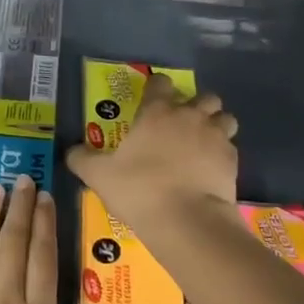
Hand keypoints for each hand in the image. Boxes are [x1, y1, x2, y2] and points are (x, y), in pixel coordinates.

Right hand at [65, 73, 239, 226]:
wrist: (186, 220)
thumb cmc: (139, 190)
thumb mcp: (99, 175)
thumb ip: (82, 159)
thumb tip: (70, 151)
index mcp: (157, 112)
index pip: (160, 83)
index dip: (157, 87)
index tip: (152, 98)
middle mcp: (189, 116)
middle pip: (204, 96)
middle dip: (196, 105)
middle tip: (183, 124)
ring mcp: (215, 136)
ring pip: (225, 117)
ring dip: (216, 125)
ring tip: (204, 143)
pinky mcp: (232, 160)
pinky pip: (231, 147)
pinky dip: (223, 153)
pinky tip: (211, 169)